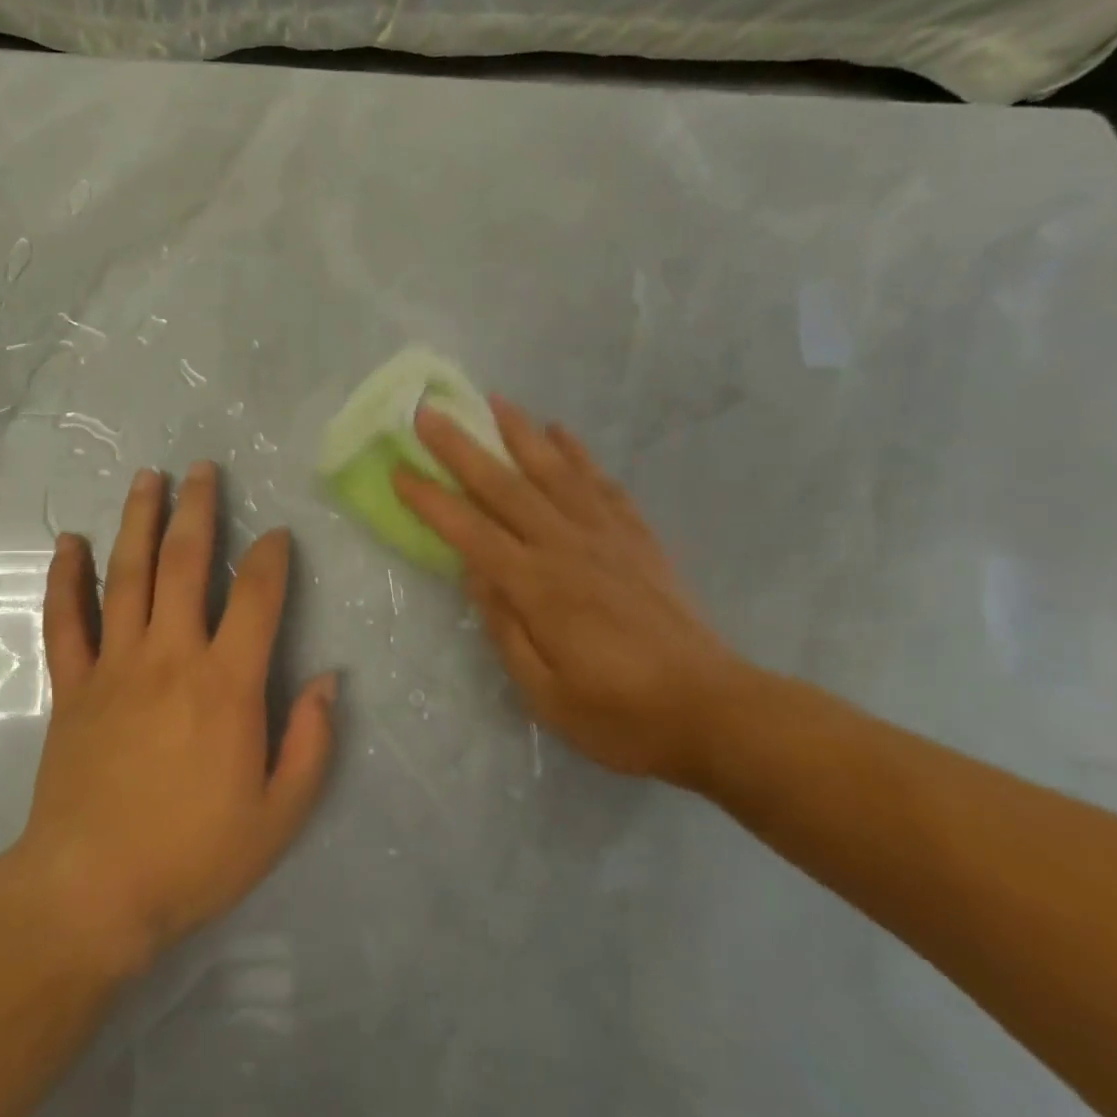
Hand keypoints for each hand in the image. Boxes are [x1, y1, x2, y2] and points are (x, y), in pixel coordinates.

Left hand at [10, 462, 336, 970]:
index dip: (271, 557)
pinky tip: (69, 542)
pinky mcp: (72, 686)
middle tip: (203, 469)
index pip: (256, 597)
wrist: (91, 893)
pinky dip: (66, 579)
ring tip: (147, 479)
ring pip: (126, 576)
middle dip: (198, 510)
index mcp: (227, 684)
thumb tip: (330, 679)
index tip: (277, 534)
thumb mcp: (279, 815)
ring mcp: (114, 666)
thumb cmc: (194, 856)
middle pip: (185, 564)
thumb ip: (311, 743)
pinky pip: (66, 621)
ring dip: (137, 522)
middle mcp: (171, 657)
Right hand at [393, 398, 753, 784]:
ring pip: (555, 472)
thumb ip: (506, 628)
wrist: (716, 711)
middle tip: (430, 413)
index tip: (400, 471)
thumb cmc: (621, 715)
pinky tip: (562, 434)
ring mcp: (608, 537)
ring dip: (521, 433)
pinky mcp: (639, 540)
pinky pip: (602, 485)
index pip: (471, 532)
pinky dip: (579, 455)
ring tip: (495, 401)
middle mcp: (568, 547)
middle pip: (505, 487)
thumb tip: (475, 573)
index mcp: (538, 587)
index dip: (431, 501)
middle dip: (462, 448)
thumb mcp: (546, 694)